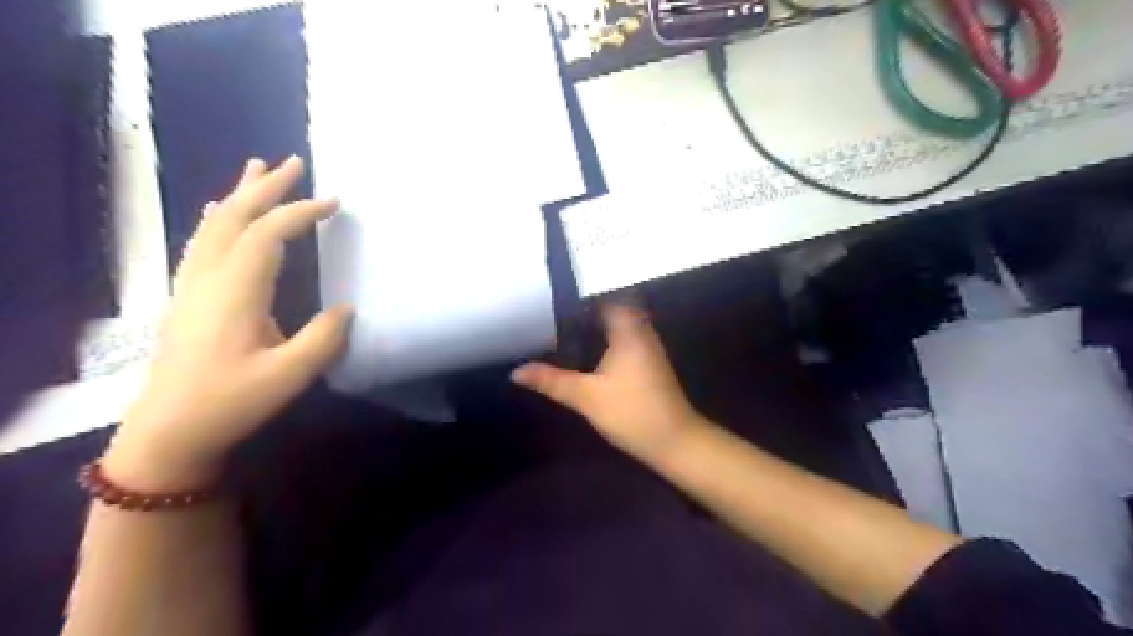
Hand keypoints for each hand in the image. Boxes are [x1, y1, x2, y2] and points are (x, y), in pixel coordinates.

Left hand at [106, 158, 352, 489]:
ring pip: (214, 226)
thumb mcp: (289, 377)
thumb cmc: (230, 403)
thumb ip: (323, 339)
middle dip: (266, 188)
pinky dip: (220, 218)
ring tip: (258, 170)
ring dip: (240, 195)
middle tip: (294, 162)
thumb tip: (347, 307)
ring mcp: (192, 286)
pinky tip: (223, 213)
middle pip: (234, 218)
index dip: (300, 213)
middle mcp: (209, 278)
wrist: (168, 432)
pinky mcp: (188, 297)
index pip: (267, 235)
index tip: (334, 202)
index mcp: (235, 292)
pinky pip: (203, 242)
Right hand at [513, 303, 705, 462]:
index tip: (556, 299)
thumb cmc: (631, 412)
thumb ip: (551, 381)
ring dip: (599, 326)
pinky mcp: (651, 364)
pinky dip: (609, 341)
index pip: (606, 297)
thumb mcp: (586, 396)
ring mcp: (649, 348)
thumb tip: (516, 371)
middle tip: (556, 315)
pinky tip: (589, 354)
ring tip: (566, 330)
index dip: (582, 296)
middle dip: (587, 311)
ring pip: (621, 326)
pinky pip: (626, 340)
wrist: (674, 441)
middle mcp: (642, 331)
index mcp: (628, 330)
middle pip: (614, 309)